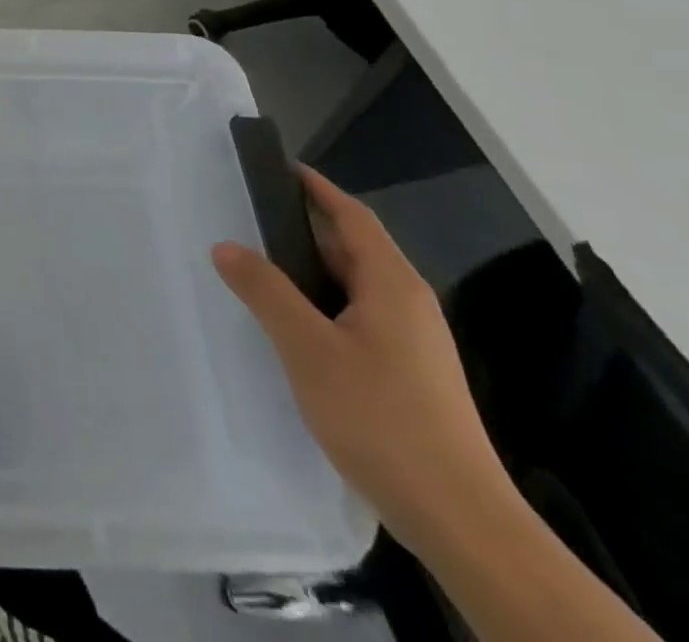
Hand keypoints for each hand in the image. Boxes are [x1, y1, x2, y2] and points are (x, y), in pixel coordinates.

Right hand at [211, 165, 516, 556]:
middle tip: (248, 219)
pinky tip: (293, 327)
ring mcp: (414, 342)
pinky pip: (358, 317)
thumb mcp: (308, 349)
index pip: (351, 216)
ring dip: (309, 271)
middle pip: (352, 248)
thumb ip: (265, 291)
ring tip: (258, 269)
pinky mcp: (410, 374)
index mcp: (391, 284)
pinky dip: (322, 305)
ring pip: (353, 286)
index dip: (316, 188)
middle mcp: (409, 303)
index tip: (278, 167)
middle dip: (302, 229)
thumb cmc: (382, 419)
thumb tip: (226, 246)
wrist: (461, 521)